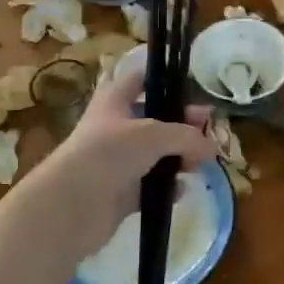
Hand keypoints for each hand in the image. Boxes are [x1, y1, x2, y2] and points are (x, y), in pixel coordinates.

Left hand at [22, 63, 216, 260]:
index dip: (163, 79)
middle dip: (183, 125)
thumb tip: (212, 148)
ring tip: (199, 165)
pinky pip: (151, 186)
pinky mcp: (121, 193)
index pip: (140, 79)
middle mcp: (115, 127)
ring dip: (179, 158)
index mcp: (115, 100)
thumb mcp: (154, 134)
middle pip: (156, 119)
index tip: (190, 87)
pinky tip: (179, 190)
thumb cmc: (109, 152)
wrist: (71, 205)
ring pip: (156, 154)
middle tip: (208, 131)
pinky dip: (167, 187)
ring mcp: (118, 161)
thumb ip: (187, 136)